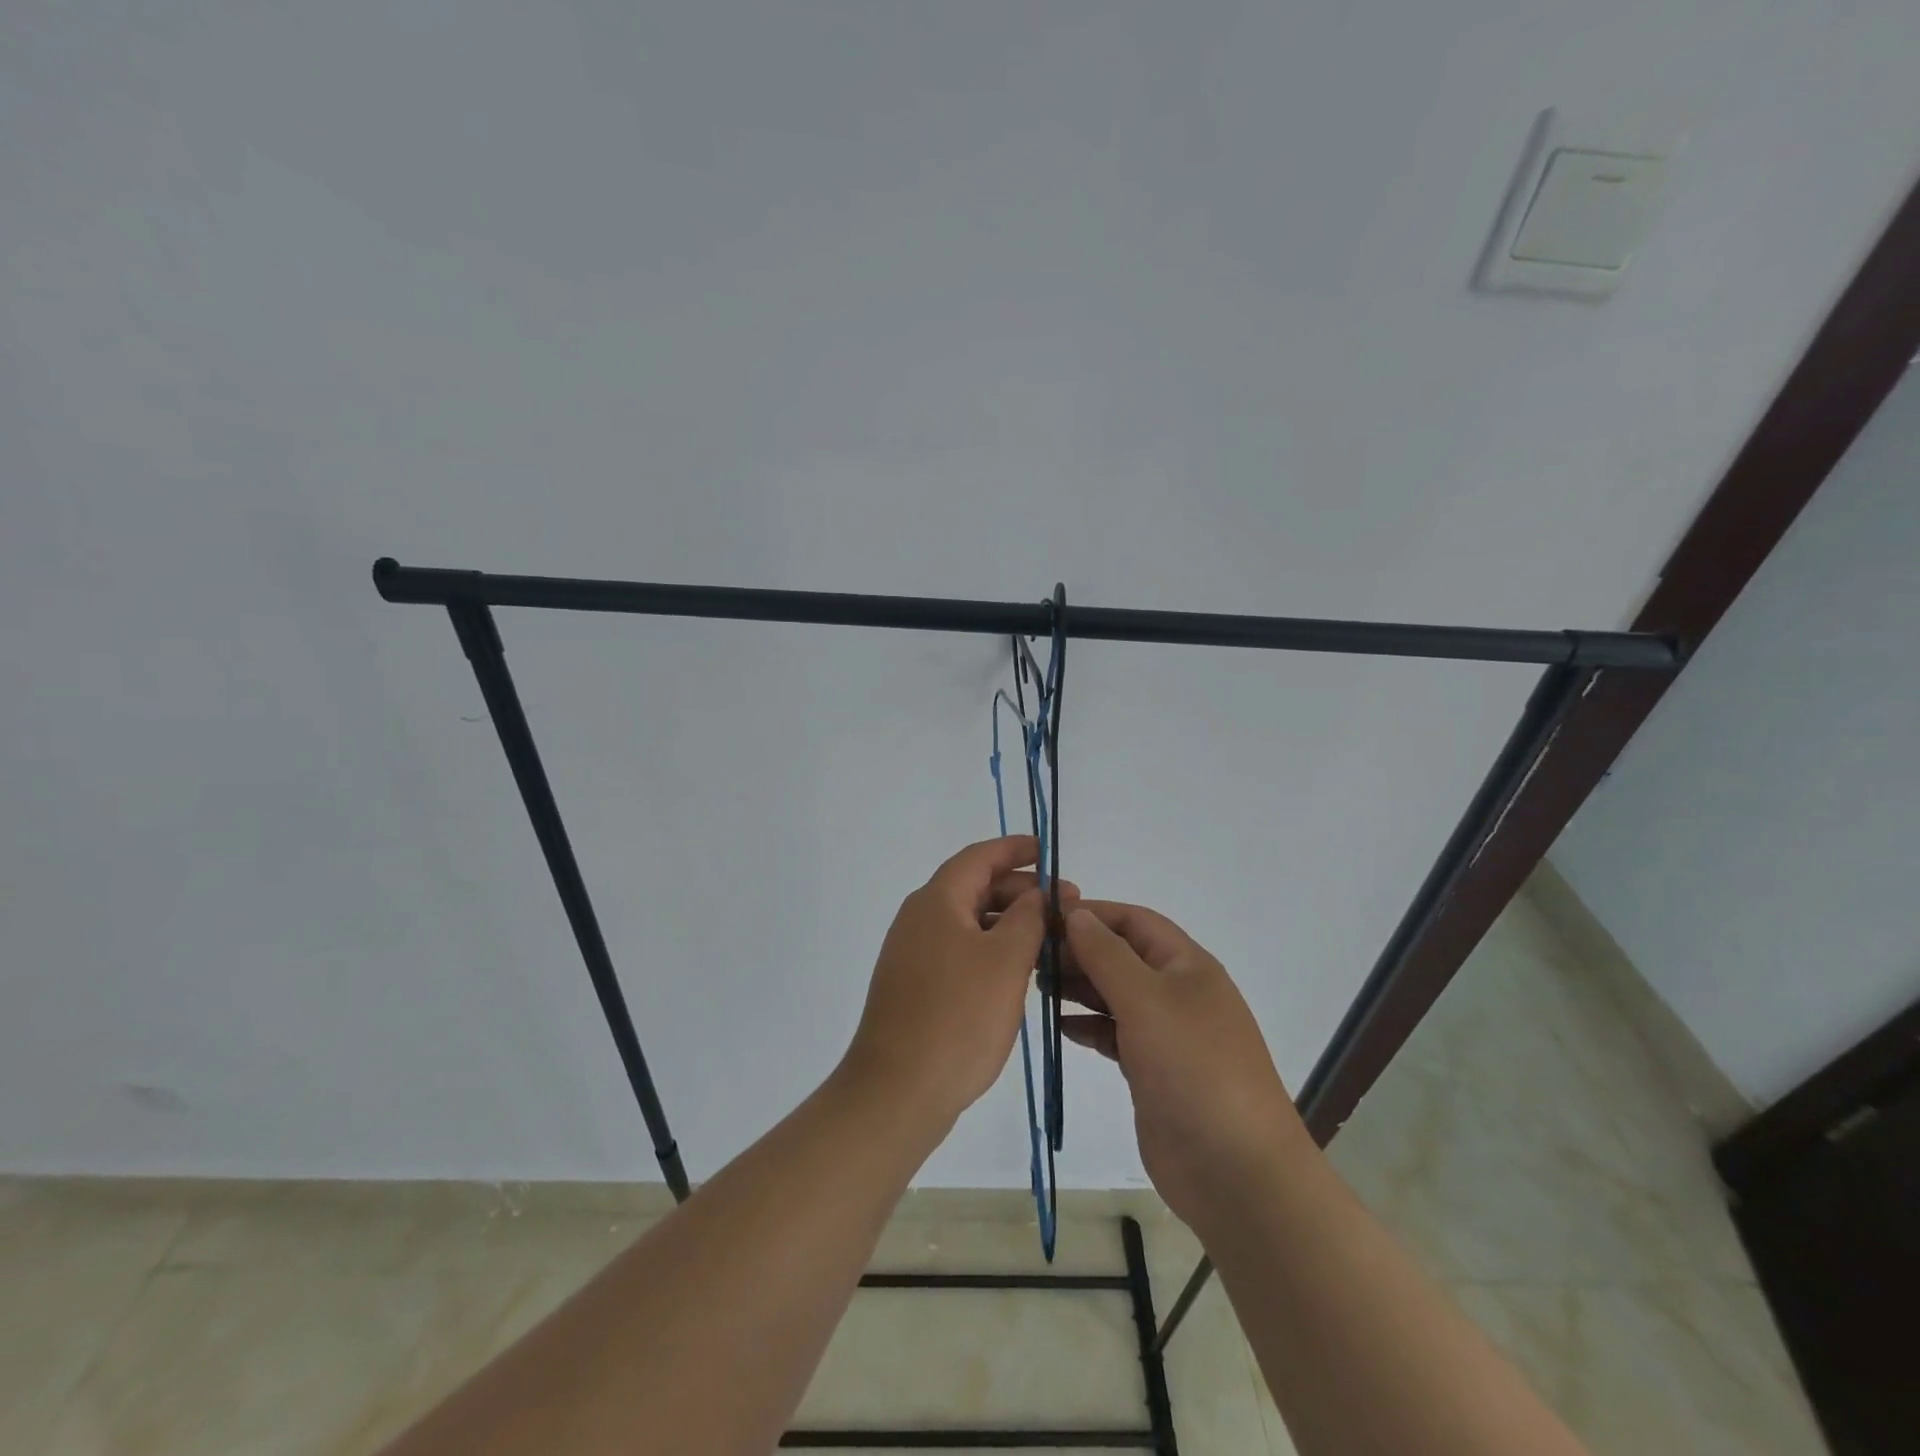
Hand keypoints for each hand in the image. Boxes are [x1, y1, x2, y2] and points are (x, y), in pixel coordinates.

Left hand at [840, 837, 1076, 1131]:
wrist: (897, 1090)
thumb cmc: (958, 1017)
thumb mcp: (1006, 961)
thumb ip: (1027, 918)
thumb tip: (1035, 894)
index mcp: (937, 901)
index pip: (980, 856)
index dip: (1015, 849)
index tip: (1048, 849)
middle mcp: (919, 918)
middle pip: (974, 886)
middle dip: (1020, 890)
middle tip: (1066, 905)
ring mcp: (912, 953)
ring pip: (968, 921)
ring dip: (1008, 922)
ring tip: (1050, 939)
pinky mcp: (914, 984)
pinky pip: (958, 949)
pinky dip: (990, 948)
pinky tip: (1017, 971)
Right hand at [1060, 903, 1306, 1231]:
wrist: (1235, 1171)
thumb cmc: (1193, 1067)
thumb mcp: (1146, 1000)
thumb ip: (1107, 954)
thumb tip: (1078, 914)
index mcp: (1187, 965)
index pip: (1134, 921)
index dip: (1092, 913)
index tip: (1044, 917)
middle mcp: (1178, 993)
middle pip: (1122, 956)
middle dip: (1080, 951)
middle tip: (1031, 957)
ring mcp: (1166, 1034)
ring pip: (1115, 995)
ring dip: (1079, 987)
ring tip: (1038, 987)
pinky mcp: (1153, 1071)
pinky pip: (1115, 1035)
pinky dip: (1088, 1027)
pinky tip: (1061, 1027)